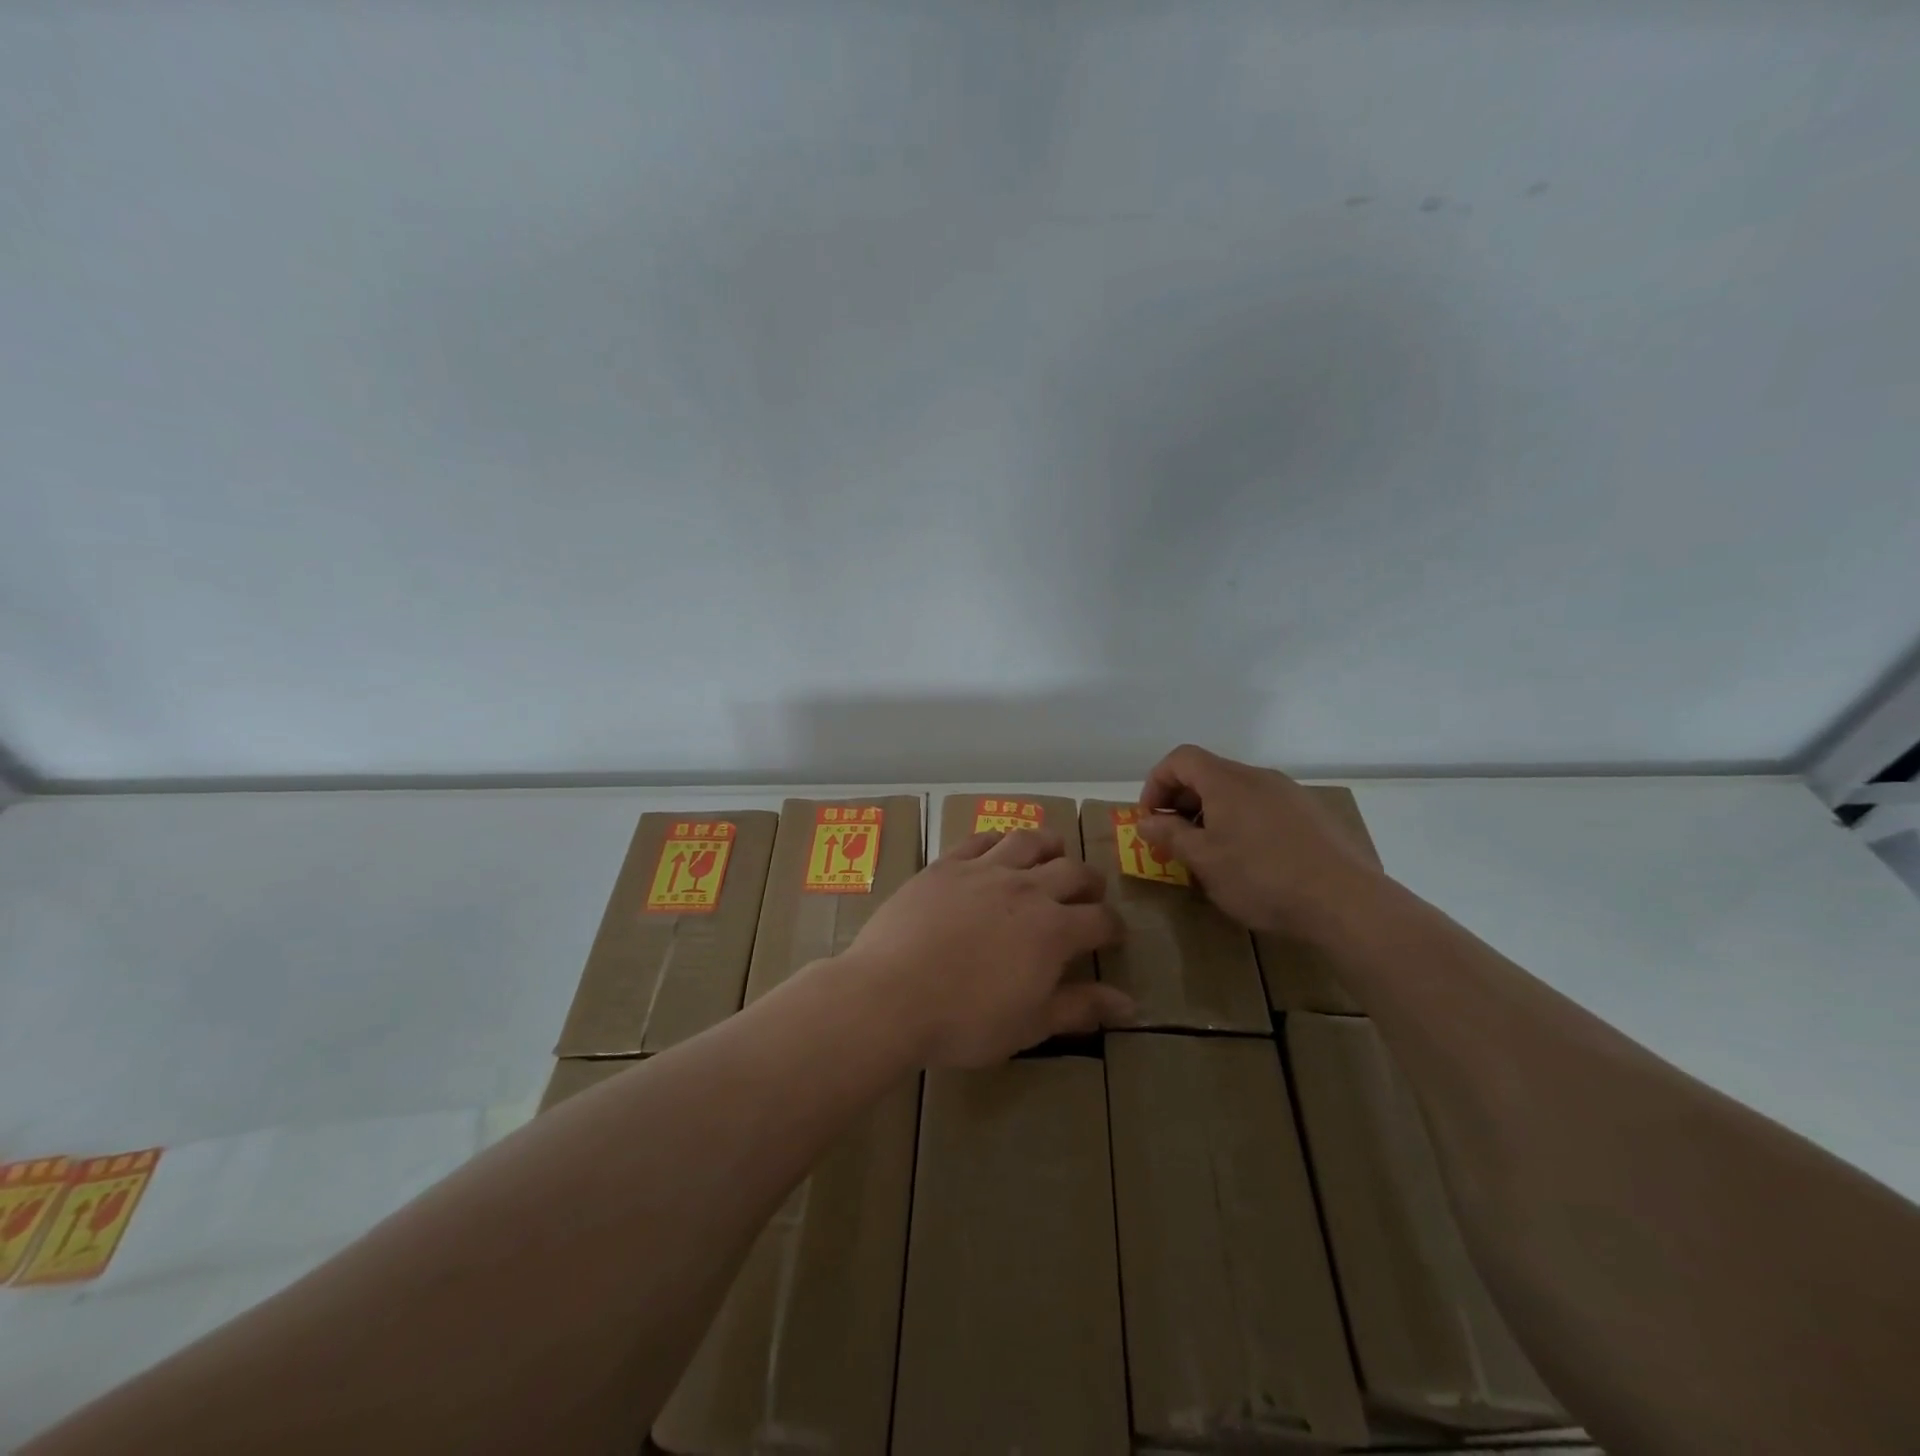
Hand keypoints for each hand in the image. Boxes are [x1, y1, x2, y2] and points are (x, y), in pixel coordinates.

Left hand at [837, 830, 1132, 1067]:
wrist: (891, 995)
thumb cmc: (965, 1021)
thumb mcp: (1030, 1024)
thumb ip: (1081, 1008)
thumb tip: (1131, 1005)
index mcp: (1053, 930)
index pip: (1100, 919)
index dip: (1114, 927)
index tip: (1114, 935)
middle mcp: (1025, 889)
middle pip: (1072, 871)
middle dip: (1090, 882)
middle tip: (1089, 894)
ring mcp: (983, 870)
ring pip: (1028, 841)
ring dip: (1050, 845)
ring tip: (1053, 853)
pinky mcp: (946, 864)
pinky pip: (979, 839)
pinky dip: (998, 840)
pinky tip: (998, 849)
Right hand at [1134, 744, 1388, 937]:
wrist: (1345, 901)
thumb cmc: (1262, 877)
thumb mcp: (1204, 861)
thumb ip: (1170, 835)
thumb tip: (1146, 821)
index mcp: (1227, 781)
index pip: (1180, 759)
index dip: (1157, 782)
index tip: (1151, 818)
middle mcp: (1258, 777)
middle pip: (1208, 772)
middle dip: (1182, 801)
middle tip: (1175, 839)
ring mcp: (1289, 794)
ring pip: (1237, 791)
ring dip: (1212, 813)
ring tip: (1210, 852)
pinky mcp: (1311, 815)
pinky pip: (1263, 806)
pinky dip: (1242, 821)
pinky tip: (1250, 859)